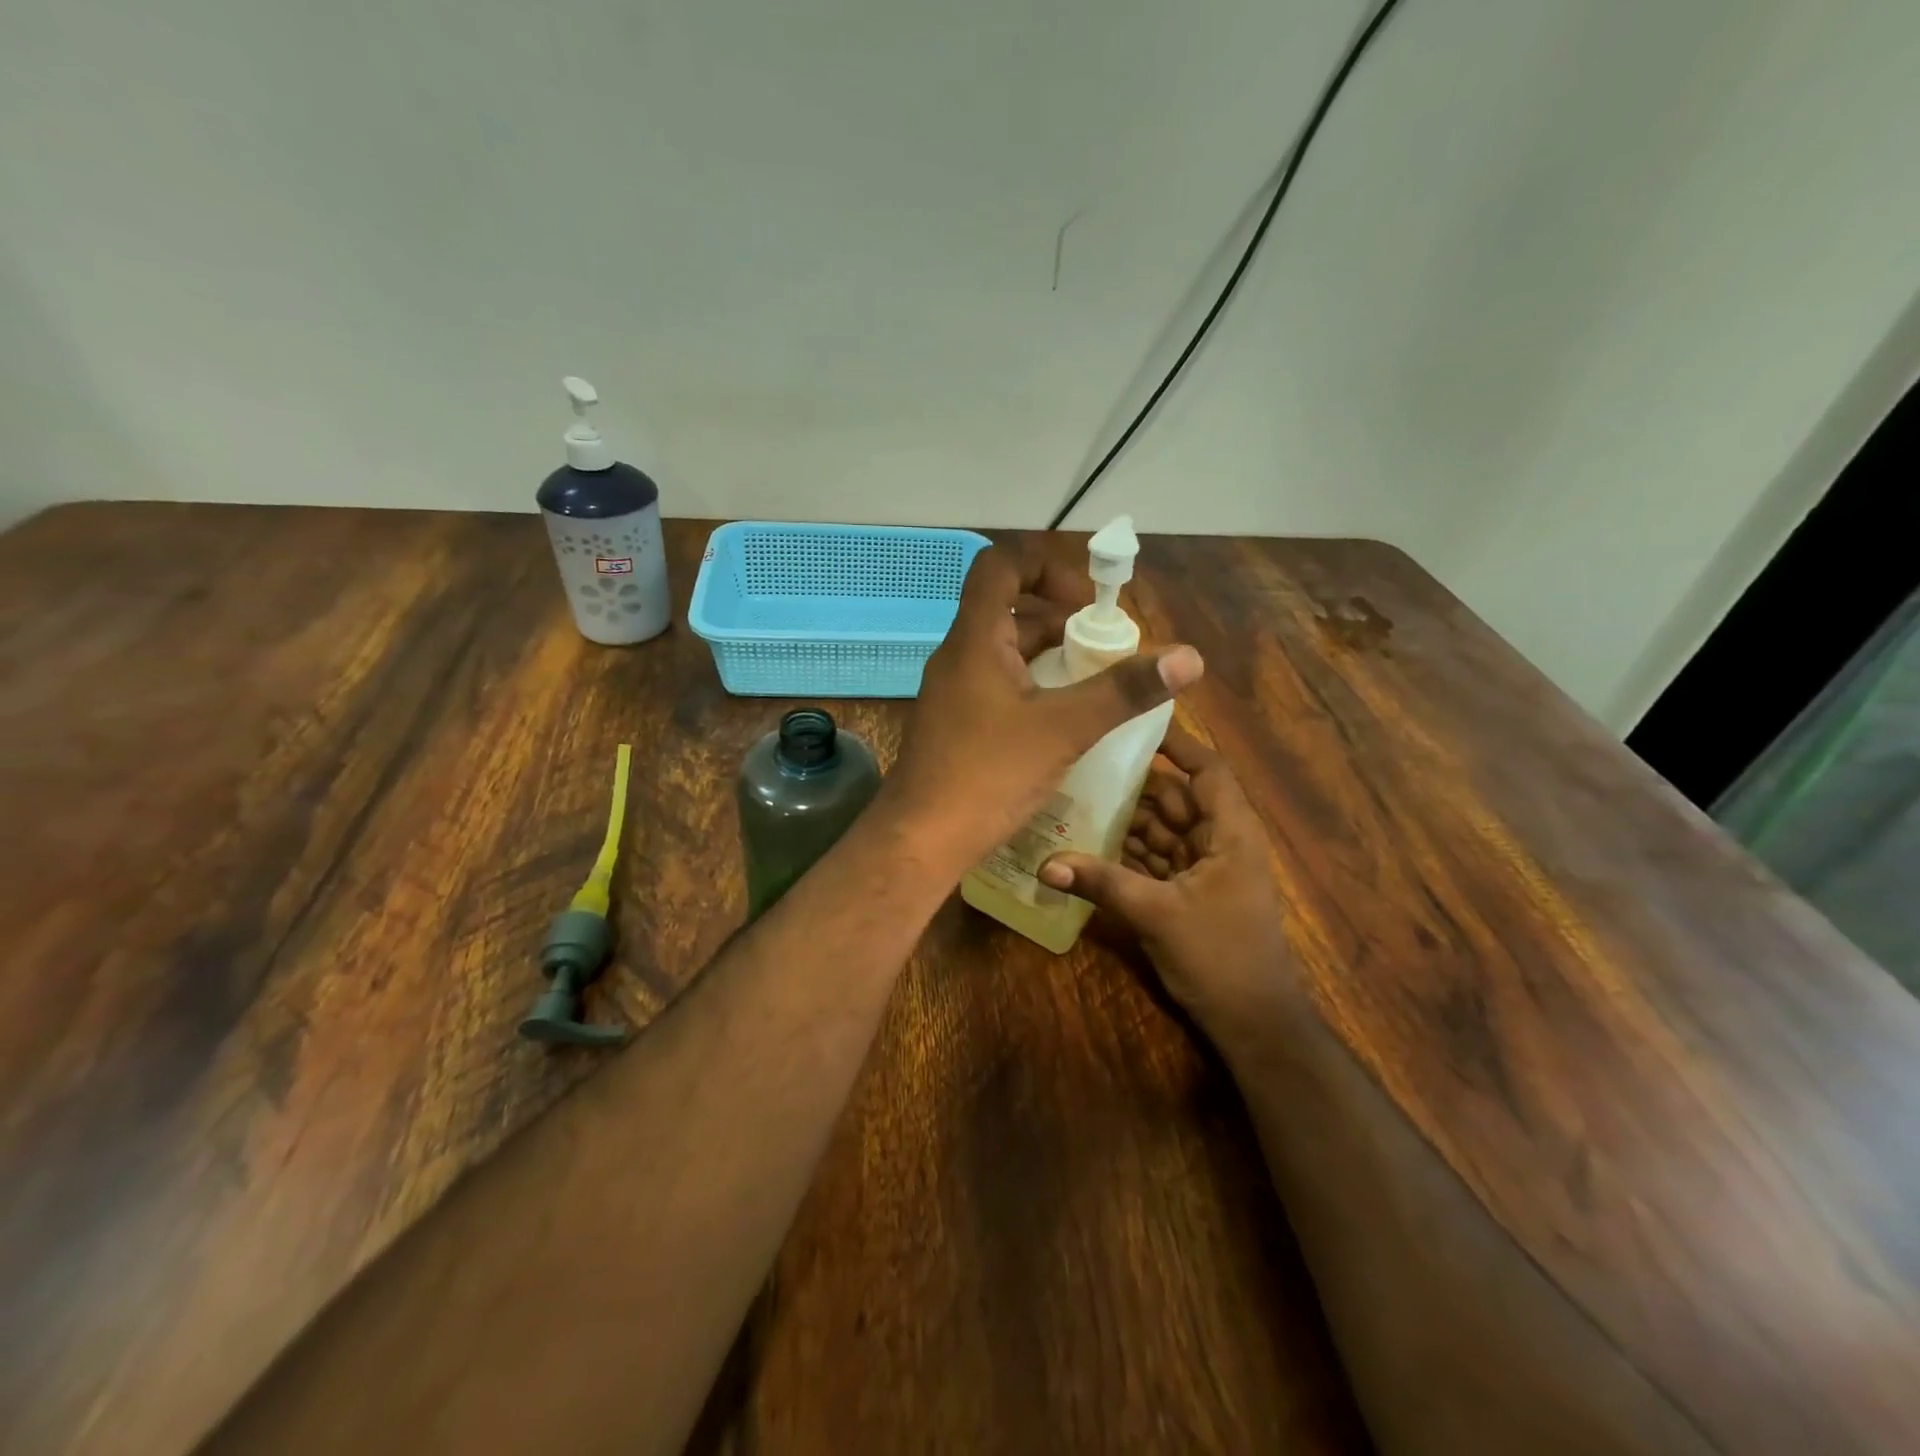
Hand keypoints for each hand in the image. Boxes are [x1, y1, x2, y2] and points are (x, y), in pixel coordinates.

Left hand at [881, 546, 1204, 873]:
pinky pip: (997, 685)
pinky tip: (1061, 721)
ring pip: (1004, 652)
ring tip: (1092, 685)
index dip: (1047, 566)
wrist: (920, 840)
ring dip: (1049, 657)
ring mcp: (952, 691)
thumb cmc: (988, 776)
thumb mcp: (1064, 729)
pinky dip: (1031, 688)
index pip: (1001, 565)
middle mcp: (958, 656)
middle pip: (1009, 610)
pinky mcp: (954, 723)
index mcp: (976, 640)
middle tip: (1104, 649)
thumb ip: (1123, 691)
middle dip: (1061, 620)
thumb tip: (1189, 657)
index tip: (1088, 602)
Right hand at [1037, 725, 1291, 1039]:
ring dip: (1125, 821)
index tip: (1133, 726)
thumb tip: (1044, 863)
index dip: (1175, 745)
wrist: (1253, 1023)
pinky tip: (1088, 845)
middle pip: (1174, 799)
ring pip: (1162, 830)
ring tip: (1075, 801)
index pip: (1206, 771)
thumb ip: (1101, 882)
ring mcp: (1205, 869)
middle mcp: (1219, 841)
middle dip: (1132, 786)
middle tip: (1081, 766)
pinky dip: (1127, 853)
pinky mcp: (1189, 893)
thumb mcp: (1157, 913)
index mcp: (1230, 833)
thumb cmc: (1220, 957)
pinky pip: (1155, 860)